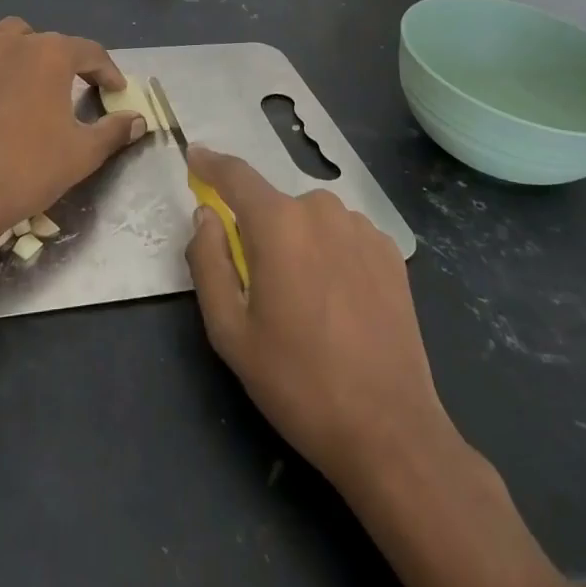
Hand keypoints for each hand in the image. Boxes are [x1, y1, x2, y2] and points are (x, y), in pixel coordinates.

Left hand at [0, 18, 145, 258]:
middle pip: (49, 41)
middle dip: (66, 61)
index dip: (107, 71)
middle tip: (73, 88)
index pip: (90, 52)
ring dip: (24, 46)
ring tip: (29, 72)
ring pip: (7, 34)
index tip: (115, 90)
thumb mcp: (83, 154)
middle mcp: (15, 42)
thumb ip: (114, 130)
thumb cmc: (29, 171)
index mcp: (53, 55)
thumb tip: (138, 119)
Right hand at [183, 145, 455, 494]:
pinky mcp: (390, 252)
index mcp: (278, 223)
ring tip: (305, 303)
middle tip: (260, 287)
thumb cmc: (298, 382)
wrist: (390, 431)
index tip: (195, 155)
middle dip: (259, 232)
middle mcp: (321, 210)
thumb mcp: (230, 331)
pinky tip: (339, 303)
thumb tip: (206, 216)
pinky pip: (343, 237)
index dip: (211, 163)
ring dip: (298, 244)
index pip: (235, 175)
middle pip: (274, 206)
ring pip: (310, 221)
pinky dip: (330, 254)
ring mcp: (362, 228)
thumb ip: (208, 261)